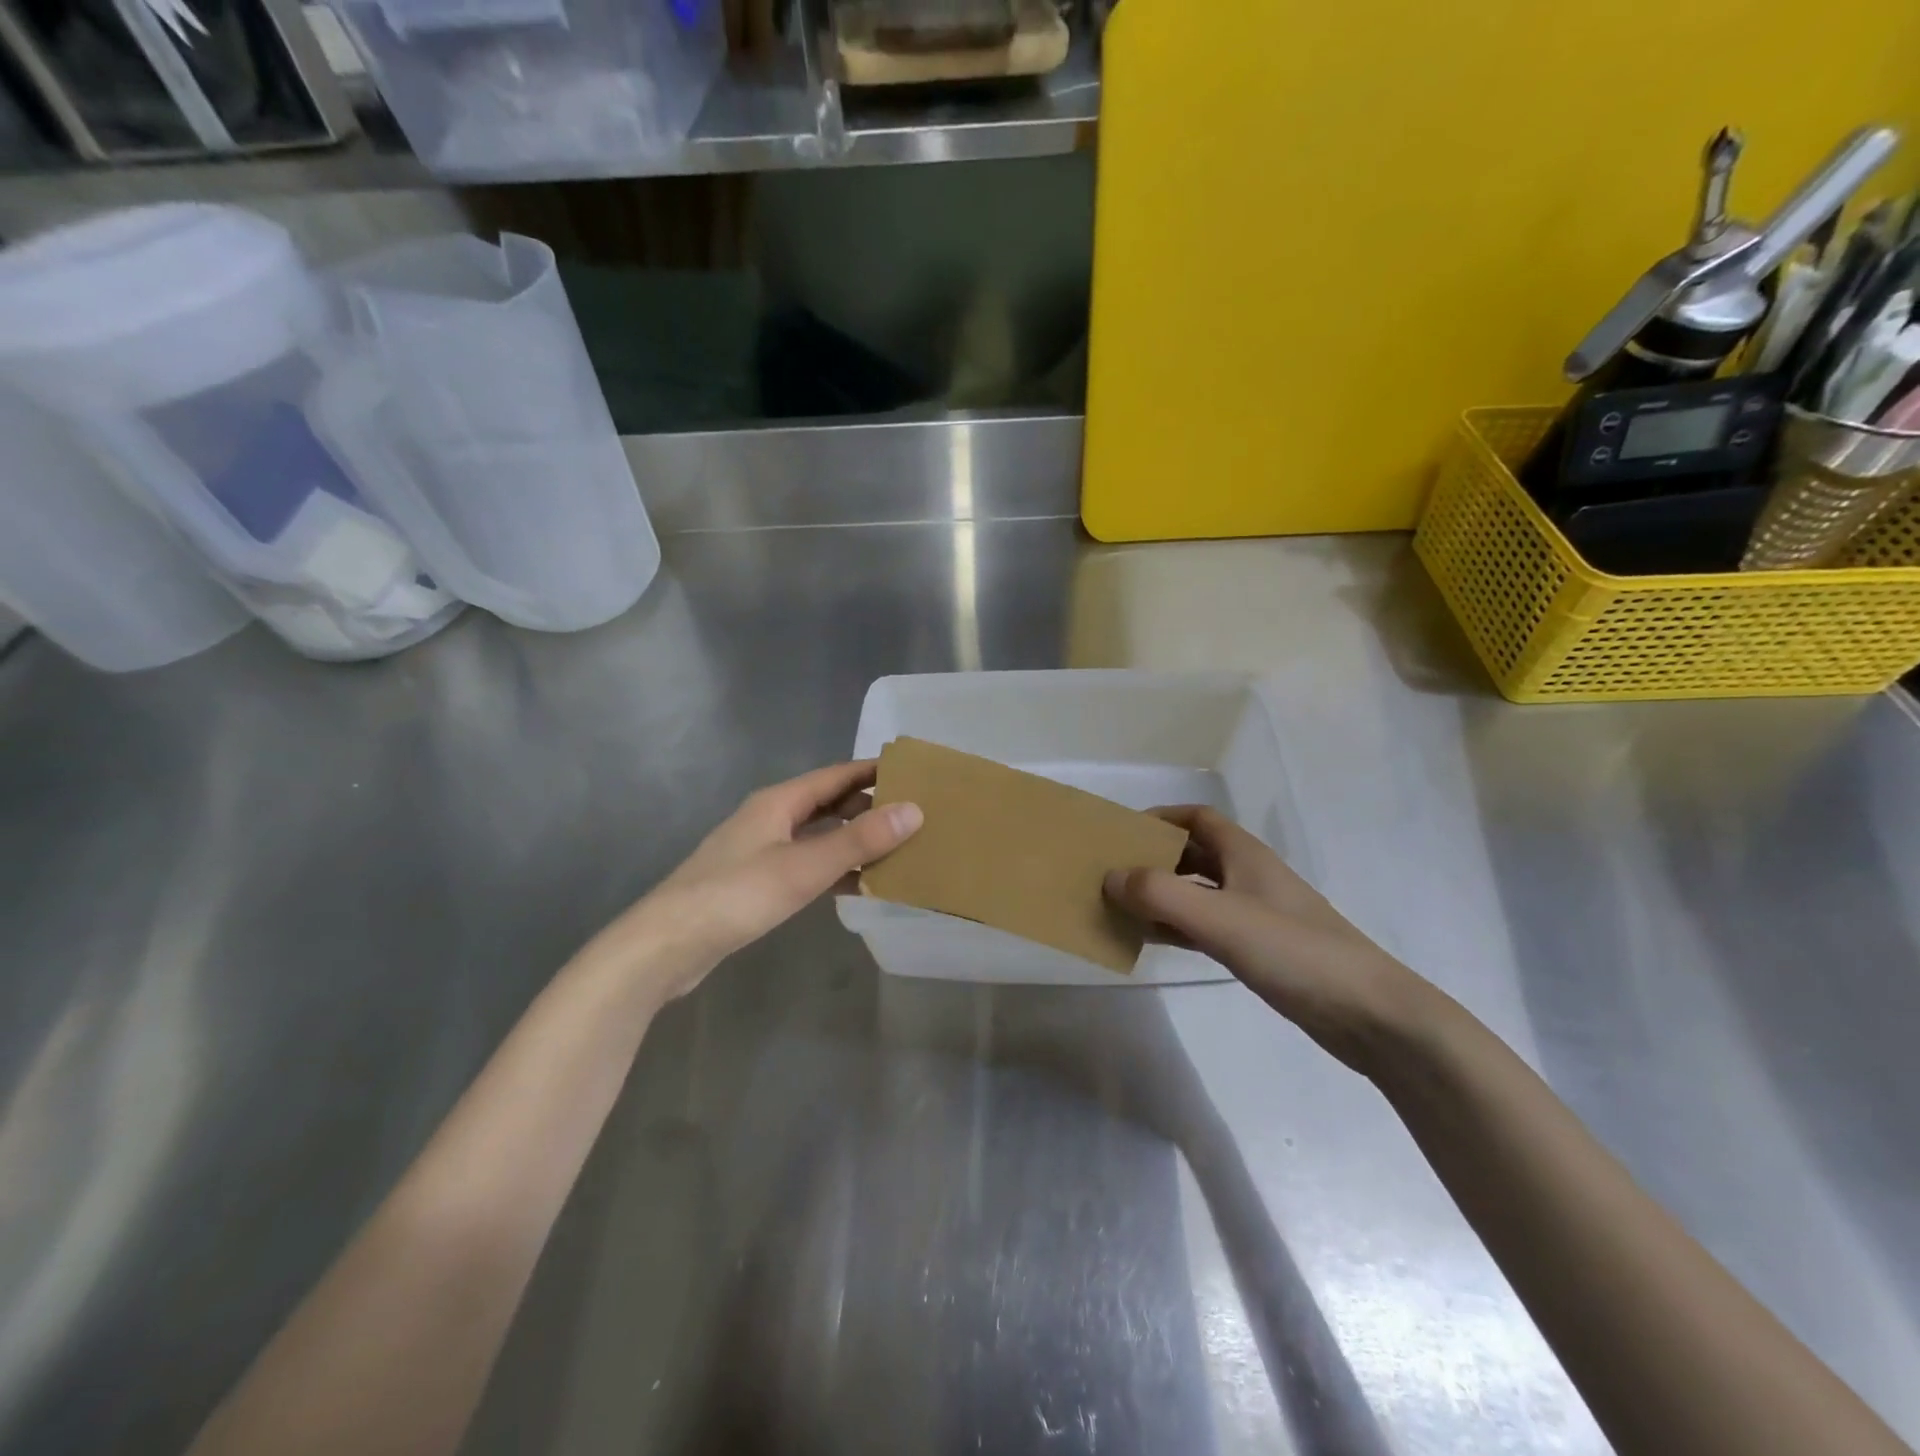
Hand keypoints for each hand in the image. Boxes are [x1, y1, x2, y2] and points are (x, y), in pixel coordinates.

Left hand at [590, 762, 921, 1007]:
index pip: (837, 775)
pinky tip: (859, 885)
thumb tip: (914, 811)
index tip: (915, 774)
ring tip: (898, 849)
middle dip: (869, 806)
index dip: (874, 772)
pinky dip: (834, 869)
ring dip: (854, 840)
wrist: (667, 944)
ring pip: (818, 836)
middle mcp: (770, 818)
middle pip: (828, 803)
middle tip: (914, 815)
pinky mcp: (756, 883)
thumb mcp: (804, 866)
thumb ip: (859, 840)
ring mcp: (761, 851)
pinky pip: (807, 865)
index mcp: (779, 802)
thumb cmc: (737, 895)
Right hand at [1103, 806, 1435, 1073]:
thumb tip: (1110, 877)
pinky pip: (1206, 926)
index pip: (1197, 818)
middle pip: (1193, 853)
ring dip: (1161, 895)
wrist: (1370, 1014)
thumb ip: (1161, 895)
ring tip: (1119, 906)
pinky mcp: (1260, 949)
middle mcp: (1249, 877)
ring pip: (1197, 892)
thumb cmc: (1295, 952)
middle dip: (1154, 857)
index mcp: (1245, 855)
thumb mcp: (1221, 919)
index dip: (1160, 818)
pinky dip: (1177, 926)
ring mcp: (1256, 914)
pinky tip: (1152, 940)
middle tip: (1111, 872)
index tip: (1121, 832)